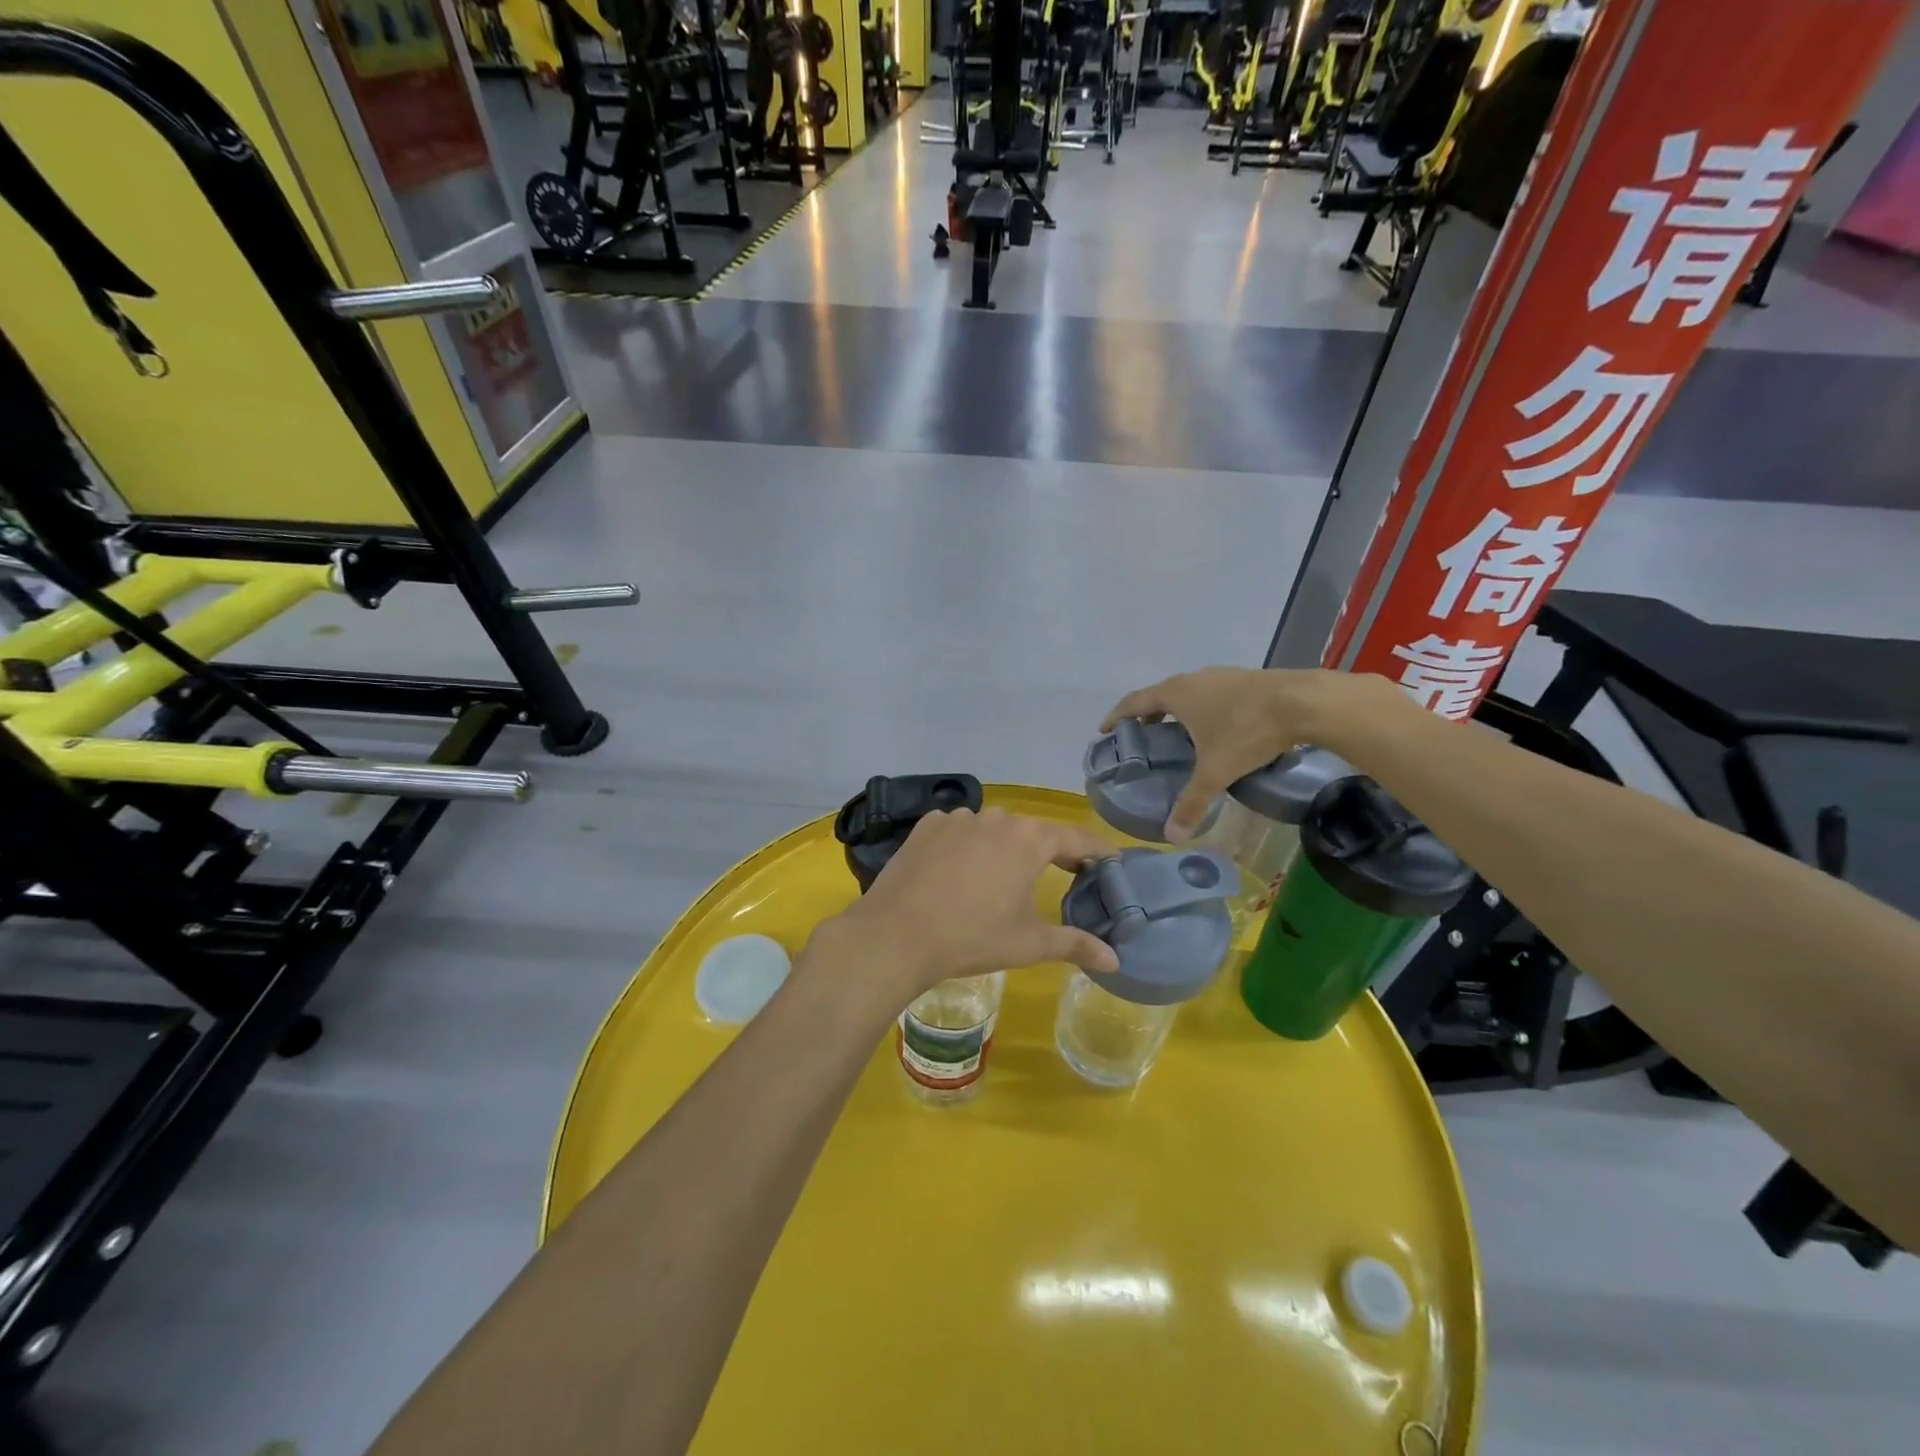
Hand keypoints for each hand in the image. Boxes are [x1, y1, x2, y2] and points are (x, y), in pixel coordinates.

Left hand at [814, 808, 1119, 1007]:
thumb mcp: (1029, 944)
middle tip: (1064, 873)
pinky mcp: (927, 825)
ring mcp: (958, 817)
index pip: (1076, 838)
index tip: (1112, 862)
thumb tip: (1115, 961)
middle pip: (1033, 832)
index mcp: (1029, 839)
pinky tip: (959, 872)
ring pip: (993, 830)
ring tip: (1003, 878)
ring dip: (1004, 848)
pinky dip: (967, 846)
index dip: (1098, 851)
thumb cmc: (972, 937)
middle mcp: (997, 817)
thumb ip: (1075, 944)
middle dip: (1050, 851)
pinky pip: (959, 831)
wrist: (896, 934)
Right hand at [1103, 667, 1375, 841]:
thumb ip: (1192, 803)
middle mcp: (1193, 679)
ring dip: (1177, 710)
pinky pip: (1212, 694)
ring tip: (1177, 734)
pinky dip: (1203, 708)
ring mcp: (1221, 676)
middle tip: (1143, 737)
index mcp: (1176, 694)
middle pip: (1160, 695)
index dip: (1117, 716)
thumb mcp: (1216, 772)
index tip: (1105, 730)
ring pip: (1188, 692)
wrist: (1303, 701)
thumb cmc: (1248, 731)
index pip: (1134, 702)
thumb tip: (1172, 837)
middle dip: (1148, 715)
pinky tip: (1216, 728)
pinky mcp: (1245, 679)